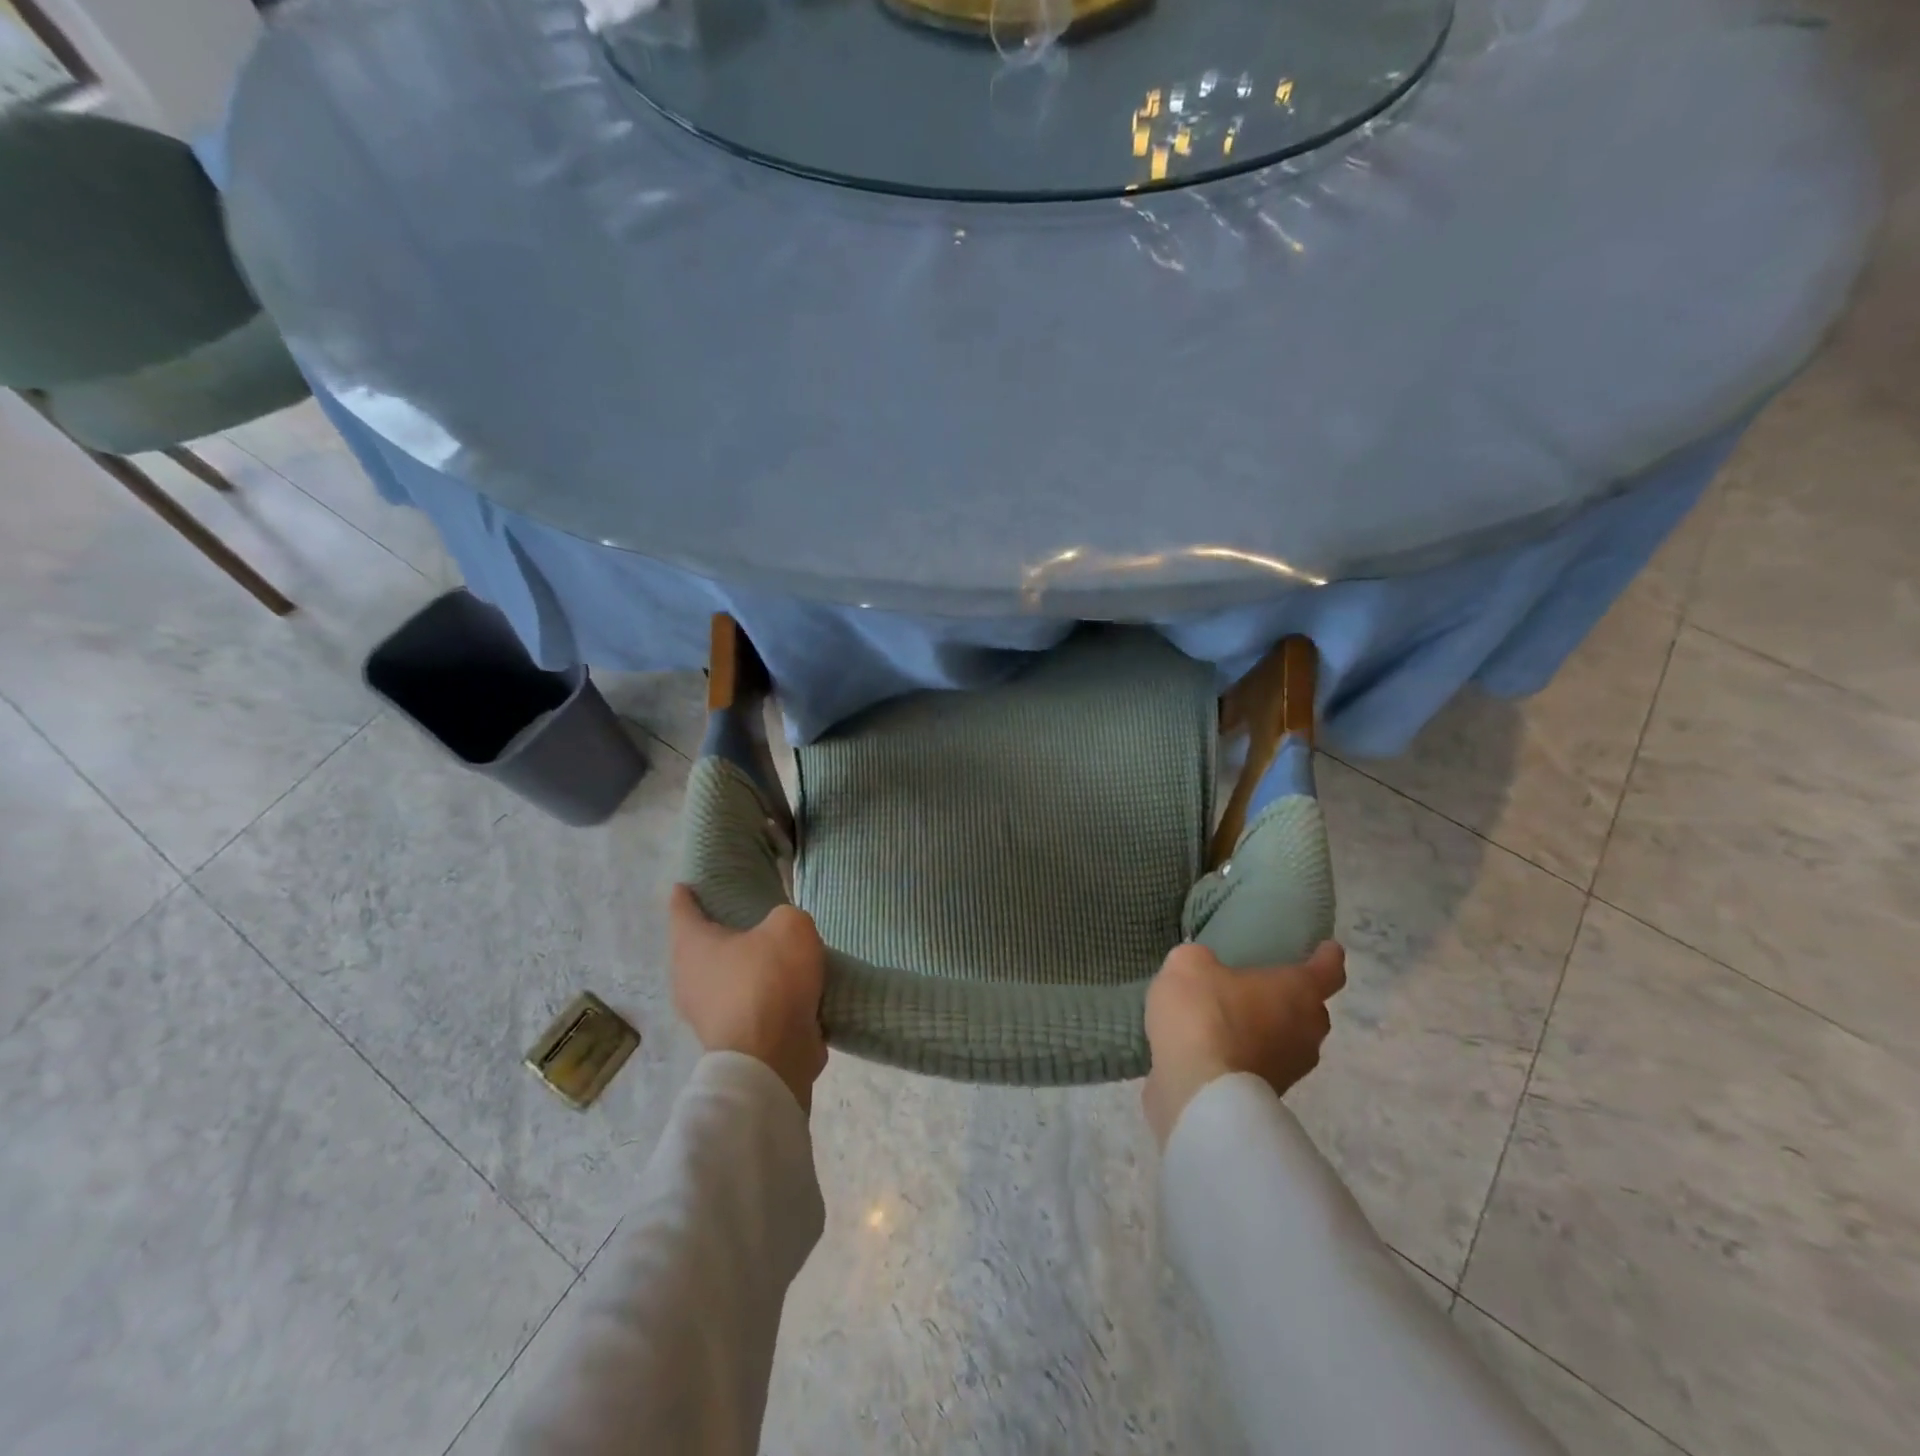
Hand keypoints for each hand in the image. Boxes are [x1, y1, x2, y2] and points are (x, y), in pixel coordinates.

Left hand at [668, 885, 828, 1113]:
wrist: (773, 1059)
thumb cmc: (770, 981)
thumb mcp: (791, 927)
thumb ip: (785, 918)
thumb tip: (781, 933)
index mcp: (691, 945)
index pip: (681, 907)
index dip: (687, 892)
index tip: (694, 882)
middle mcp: (687, 978)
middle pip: (699, 945)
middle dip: (719, 932)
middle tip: (748, 916)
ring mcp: (704, 1013)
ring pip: (721, 978)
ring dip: (742, 968)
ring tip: (773, 954)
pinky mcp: (727, 1039)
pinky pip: (742, 1005)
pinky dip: (757, 996)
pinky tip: (783, 989)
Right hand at [1141, 940, 1346, 1147]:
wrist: (1198, 1092)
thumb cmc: (1205, 1015)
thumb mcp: (1188, 965)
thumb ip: (1201, 960)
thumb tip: (1205, 968)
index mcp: (1298, 991)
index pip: (1328, 970)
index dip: (1327, 957)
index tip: (1327, 948)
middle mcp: (1306, 1031)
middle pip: (1311, 1010)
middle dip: (1292, 998)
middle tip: (1262, 985)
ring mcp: (1291, 1070)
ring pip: (1288, 1040)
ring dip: (1267, 1030)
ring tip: (1232, 1018)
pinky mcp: (1268, 1097)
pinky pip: (1262, 1064)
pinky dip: (1246, 1054)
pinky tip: (1214, 1046)